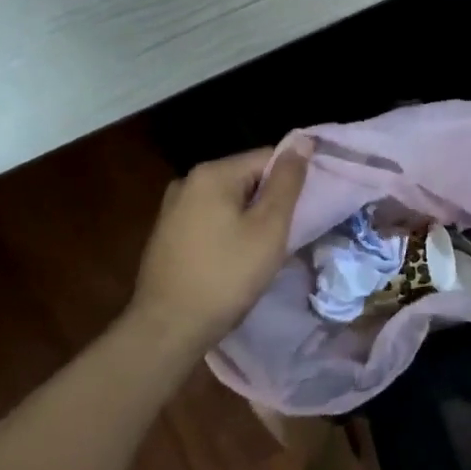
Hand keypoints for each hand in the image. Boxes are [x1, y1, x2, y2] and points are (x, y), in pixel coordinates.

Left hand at [130, 145, 310, 345]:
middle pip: (246, 177)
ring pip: (228, 201)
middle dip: (268, 202)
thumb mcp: (269, 228)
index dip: (290, 182)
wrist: (168, 328)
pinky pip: (209, 219)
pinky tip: (233, 260)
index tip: (303, 212)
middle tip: (284, 236)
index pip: (267, 158)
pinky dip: (227, 231)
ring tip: (261, 251)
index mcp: (212, 172)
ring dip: (249, 218)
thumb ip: (287, 182)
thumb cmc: (226, 276)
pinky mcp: (167, 233)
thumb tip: (303, 141)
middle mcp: (187, 181)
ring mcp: (172, 208)